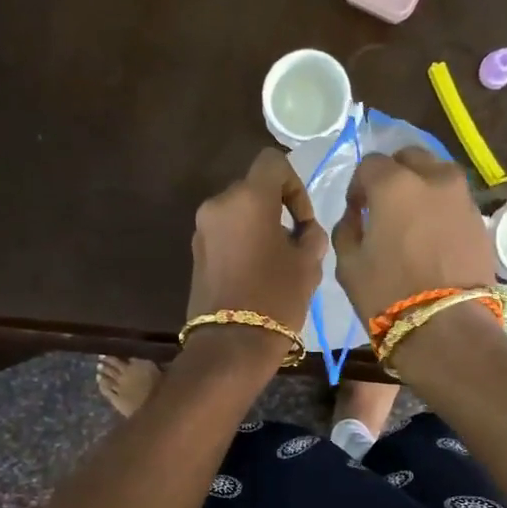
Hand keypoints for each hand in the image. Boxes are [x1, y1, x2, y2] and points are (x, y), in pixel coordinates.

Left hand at [185, 149, 328, 346]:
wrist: (231, 344)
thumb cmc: (277, 298)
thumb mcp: (309, 263)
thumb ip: (310, 234)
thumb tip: (303, 229)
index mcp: (248, 198)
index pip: (273, 162)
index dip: (294, 184)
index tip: (302, 220)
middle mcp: (219, 204)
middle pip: (254, 188)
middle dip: (276, 208)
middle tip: (294, 242)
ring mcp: (202, 228)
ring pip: (238, 212)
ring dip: (258, 225)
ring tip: (276, 260)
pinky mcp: (196, 251)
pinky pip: (225, 232)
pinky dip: (242, 241)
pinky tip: (255, 272)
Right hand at [332, 148, 495, 322]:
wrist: (447, 327)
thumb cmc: (387, 295)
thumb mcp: (348, 264)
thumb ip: (348, 228)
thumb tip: (358, 214)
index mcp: (394, 184)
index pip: (370, 164)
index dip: (359, 185)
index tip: (357, 210)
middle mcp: (432, 178)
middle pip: (410, 157)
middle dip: (394, 174)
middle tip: (385, 206)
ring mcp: (462, 197)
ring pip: (437, 174)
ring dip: (421, 186)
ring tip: (412, 219)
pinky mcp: (480, 220)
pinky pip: (454, 200)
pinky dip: (441, 208)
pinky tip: (432, 235)